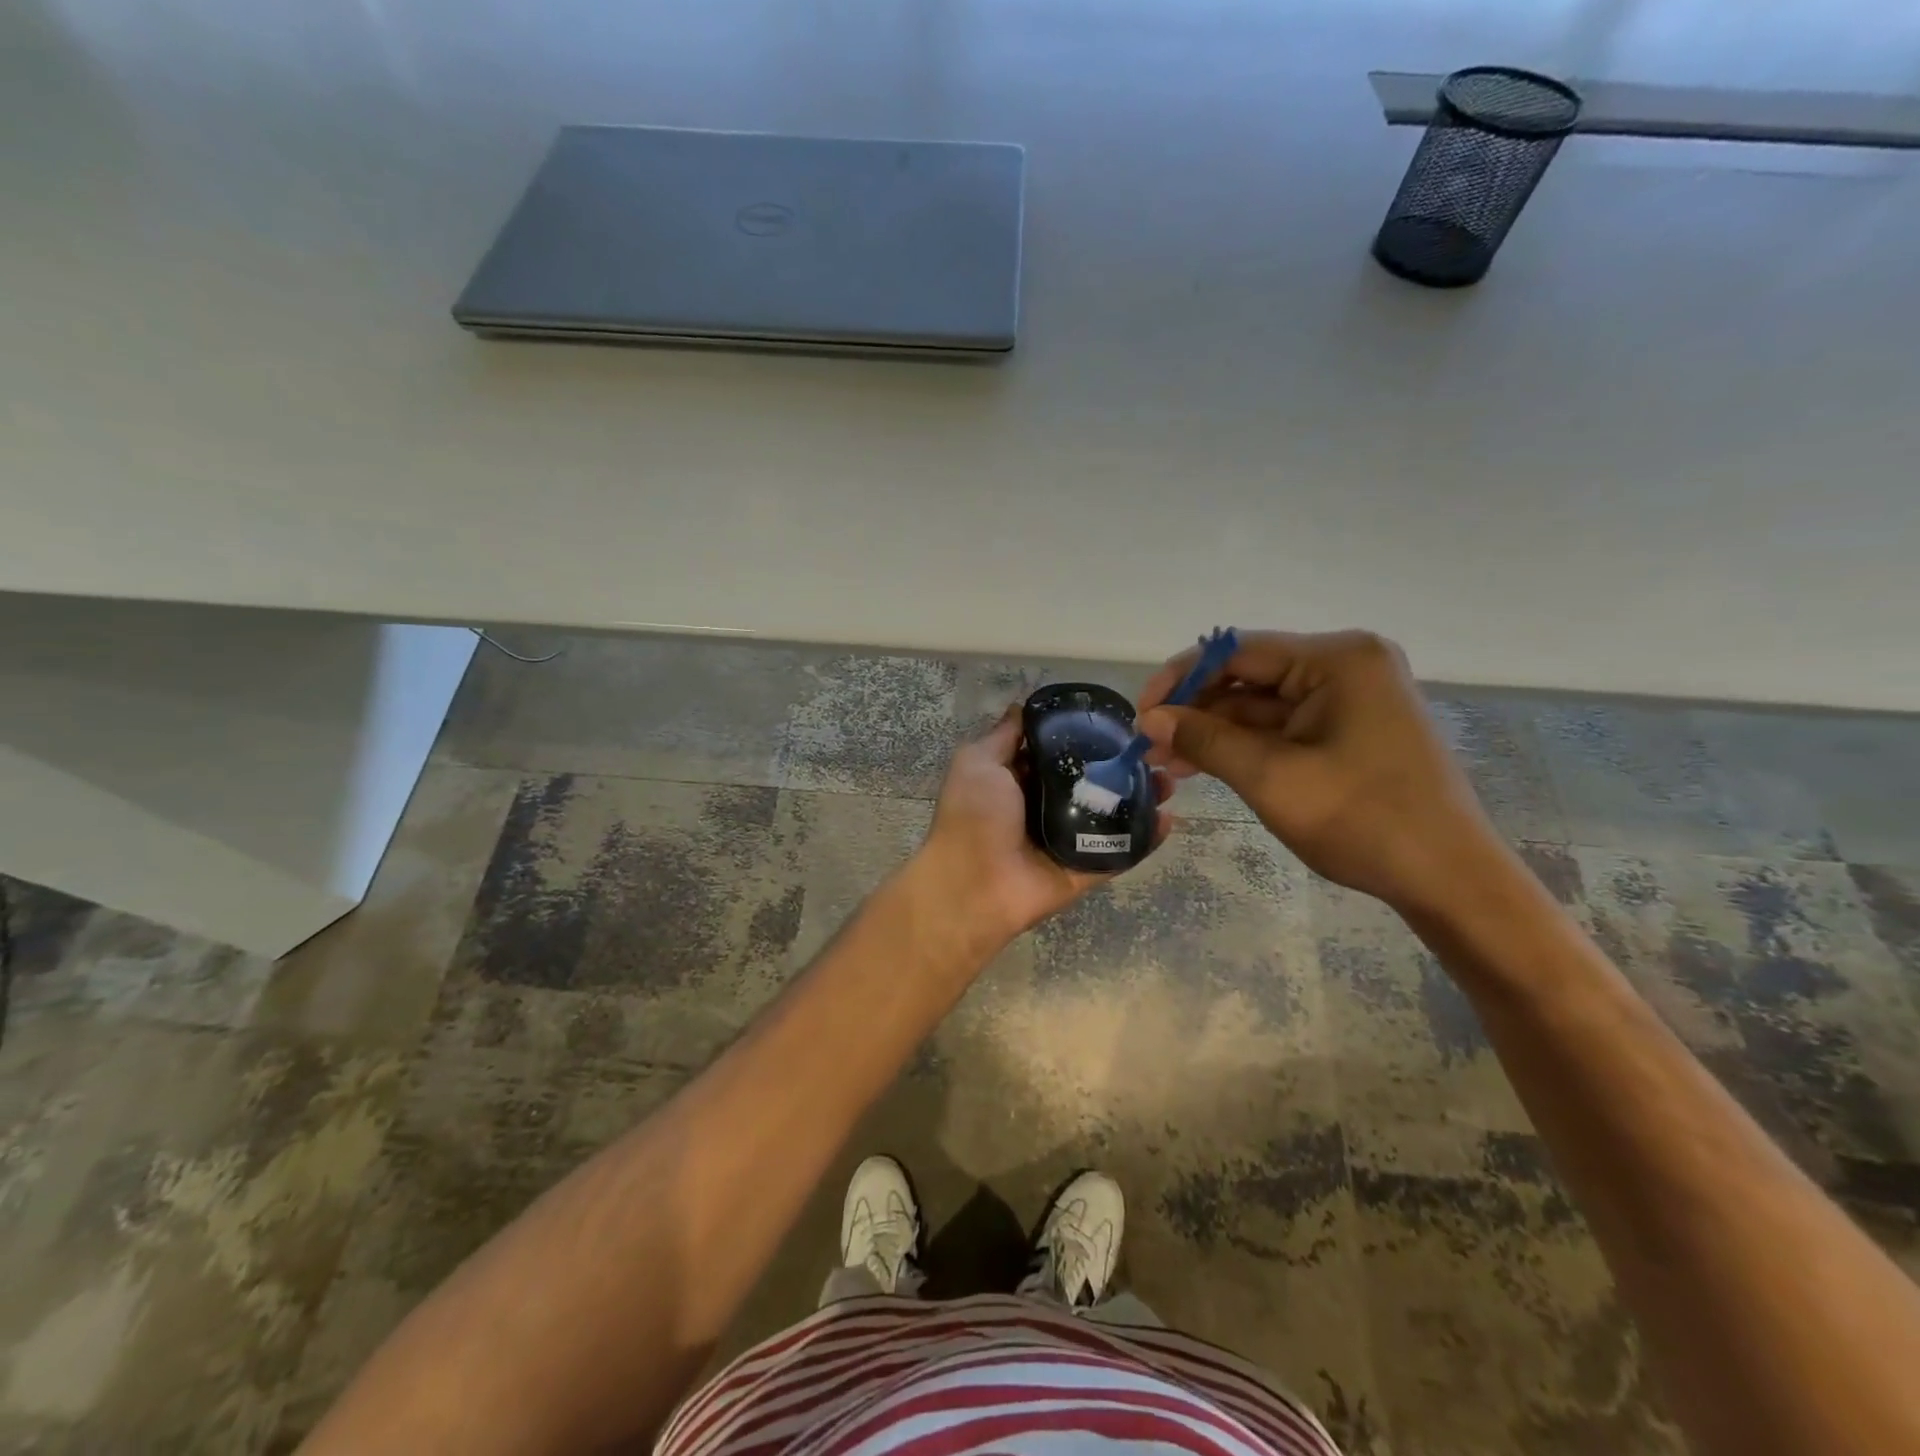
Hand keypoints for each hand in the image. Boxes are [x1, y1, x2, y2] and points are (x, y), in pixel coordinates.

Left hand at [916, 706, 1173, 946]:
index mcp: (1020, 781)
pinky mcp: (1087, 869)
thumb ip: (1003, 736)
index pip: (1060, 752)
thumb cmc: (973, 815)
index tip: (1118, 721)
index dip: (1086, 736)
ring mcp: (1070, 840)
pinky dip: (1147, 837)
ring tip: (1170, 780)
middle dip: (1123, 766)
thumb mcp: (978, 762)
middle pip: (1093, 782)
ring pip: (1113, 814)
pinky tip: (1170, 817)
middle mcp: (1046, 807)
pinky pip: (1122, 851)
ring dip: (1143, 798)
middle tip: (1154, 751)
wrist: (973, 885)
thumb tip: (1021, 705)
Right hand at [1137, 630, 1501, 915]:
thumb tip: (1150, 720)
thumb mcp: (1272, 778)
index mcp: (1337, 659)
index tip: (1142, 714)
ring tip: (1168, 763)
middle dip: (1196, 710)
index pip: (1237, 651)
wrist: (1449, 880)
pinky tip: (1206, 765)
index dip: (1180, 679)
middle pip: (1249, 676)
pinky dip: (1245, 745)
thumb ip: (1206, 740)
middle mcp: (1346, 665)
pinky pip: (1284, 726)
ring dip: (1215, 731)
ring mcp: (1351, 697)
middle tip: (1151, 746)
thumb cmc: (1363, 821)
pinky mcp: (1351, 728)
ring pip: (1262, 705)